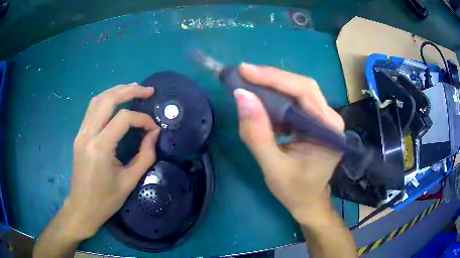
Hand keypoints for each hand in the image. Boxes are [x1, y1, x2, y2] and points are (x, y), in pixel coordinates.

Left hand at [65, 83, 159, 239]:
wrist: (82, 207)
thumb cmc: (106, 200)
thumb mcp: (129, 181)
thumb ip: (145, 155)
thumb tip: (154, 134)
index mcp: (100, 148)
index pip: (123, 119)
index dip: (142, 119)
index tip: (153, 128)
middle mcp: (87, 134)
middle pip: (108, 100)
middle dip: (129, 91)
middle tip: (147, 90)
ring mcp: (81, 133)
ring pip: (97, 100)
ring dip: (116, 91)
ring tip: (133, 88)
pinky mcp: (80, 135)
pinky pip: (92, 109)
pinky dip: (106, 100)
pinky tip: (116, 101)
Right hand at [234, 64, 343, 224]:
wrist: (309, 202)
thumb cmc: (294, 190)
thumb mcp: (272, 167)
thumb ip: (257, 134)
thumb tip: (241, 96)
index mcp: (328, 130)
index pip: (304, 91)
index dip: (274, 78)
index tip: (245, 71)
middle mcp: (330, 118)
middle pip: (303, 86)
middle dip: (272, 78)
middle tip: (244, 73)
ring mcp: (324, 118)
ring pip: (298, 91)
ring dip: (273, 86)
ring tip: (248, 84)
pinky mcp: (315, 121)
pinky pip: (295, 101)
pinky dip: (276, 98)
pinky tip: (261, 101)